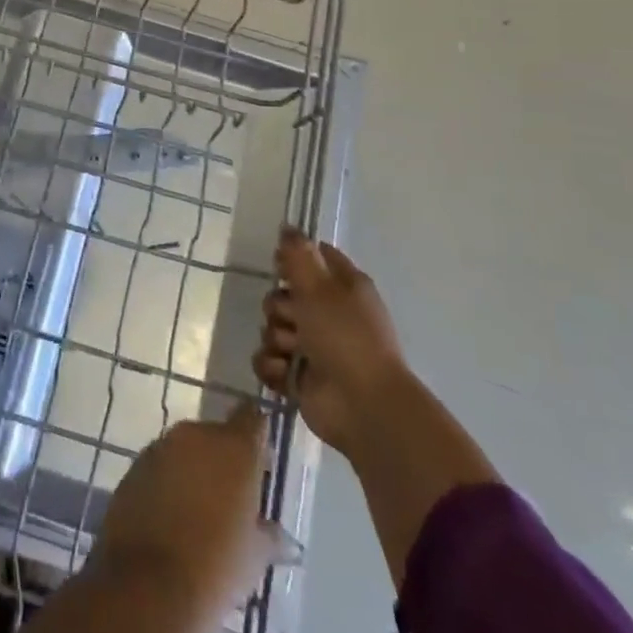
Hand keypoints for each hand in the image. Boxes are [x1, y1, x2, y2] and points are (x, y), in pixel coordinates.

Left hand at [93, 400, 270, 615]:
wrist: (148, 583)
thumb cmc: (216, 566)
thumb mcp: (254, 556)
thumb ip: (269, 536)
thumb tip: (285, 539)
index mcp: (234, 447)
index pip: (252, 419)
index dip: (258, 433)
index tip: (263, 458)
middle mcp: (197, 435)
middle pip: (217, 435)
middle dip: (225, 459)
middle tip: (233, 496)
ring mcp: (161, 446)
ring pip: (186, 450)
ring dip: (194, 469)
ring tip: (201, 510)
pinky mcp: (135, 465)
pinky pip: (160, 466)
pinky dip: (169, 482)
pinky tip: (172, 516)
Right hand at [253, 229, 404, 455]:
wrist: (363, 406)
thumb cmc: (346, 337)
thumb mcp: (319, 287)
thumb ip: (298, 254)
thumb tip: (287, 226)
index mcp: (343, 287)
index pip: (313, 258)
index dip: (293, 259)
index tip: (282, 267)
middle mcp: (328, 314)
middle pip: (283, 295)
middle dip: (279, 307)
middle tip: (293, 318)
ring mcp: (313, 347)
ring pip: (272, 328)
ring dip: (277, 339)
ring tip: (293, 352)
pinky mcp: (299, 377)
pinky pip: (270, 360)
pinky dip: (273, 367)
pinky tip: (285, 373)